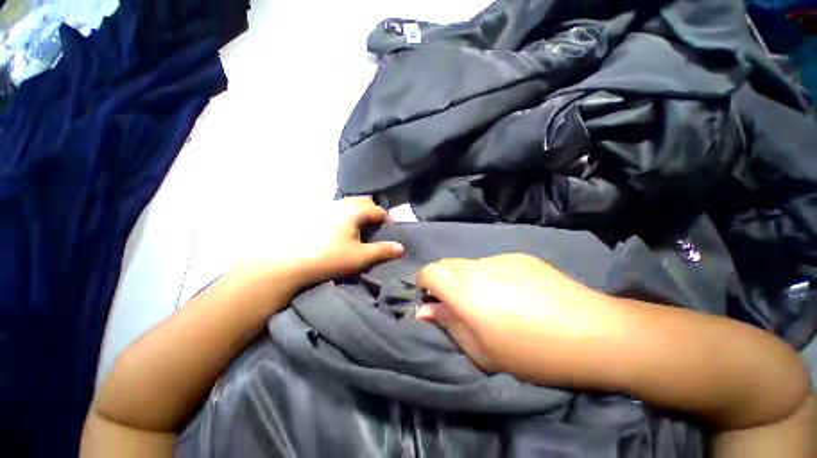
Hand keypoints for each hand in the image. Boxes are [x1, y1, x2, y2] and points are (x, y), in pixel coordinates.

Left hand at [243, 197, 403, 287]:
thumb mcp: (360, 257)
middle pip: (364, 202)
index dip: (387, 221)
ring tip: (359, 231)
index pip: (378, 210)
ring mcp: (326, 208)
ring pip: (349, 205)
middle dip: (373, 213)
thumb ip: (382, 251)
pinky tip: (340, 232)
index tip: (389, 233)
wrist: (287, 263)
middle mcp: (341, 204)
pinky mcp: (314, 215)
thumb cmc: (329, 258)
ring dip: (358, 215)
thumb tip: (401, 248)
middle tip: (375, 230)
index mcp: (354, 211)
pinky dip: (345, 217)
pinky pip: (337, 211)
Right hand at [415, 254, 616, 382]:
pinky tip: (514, 293)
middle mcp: (477, 268)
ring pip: (469, 264)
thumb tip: (424, 310)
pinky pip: (493, 263)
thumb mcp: (482, 351)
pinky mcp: (519, 257)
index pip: (429, 271)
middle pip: (447, 263)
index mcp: (464, 290)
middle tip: (457, 303)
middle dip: (443, 279)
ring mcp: (500, 258)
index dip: (423, 282)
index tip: (430, 298)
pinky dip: (490, 275)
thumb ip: (449, 325)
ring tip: (490, 300)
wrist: (592, 332)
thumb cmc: (531, 352)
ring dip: (467, 278)